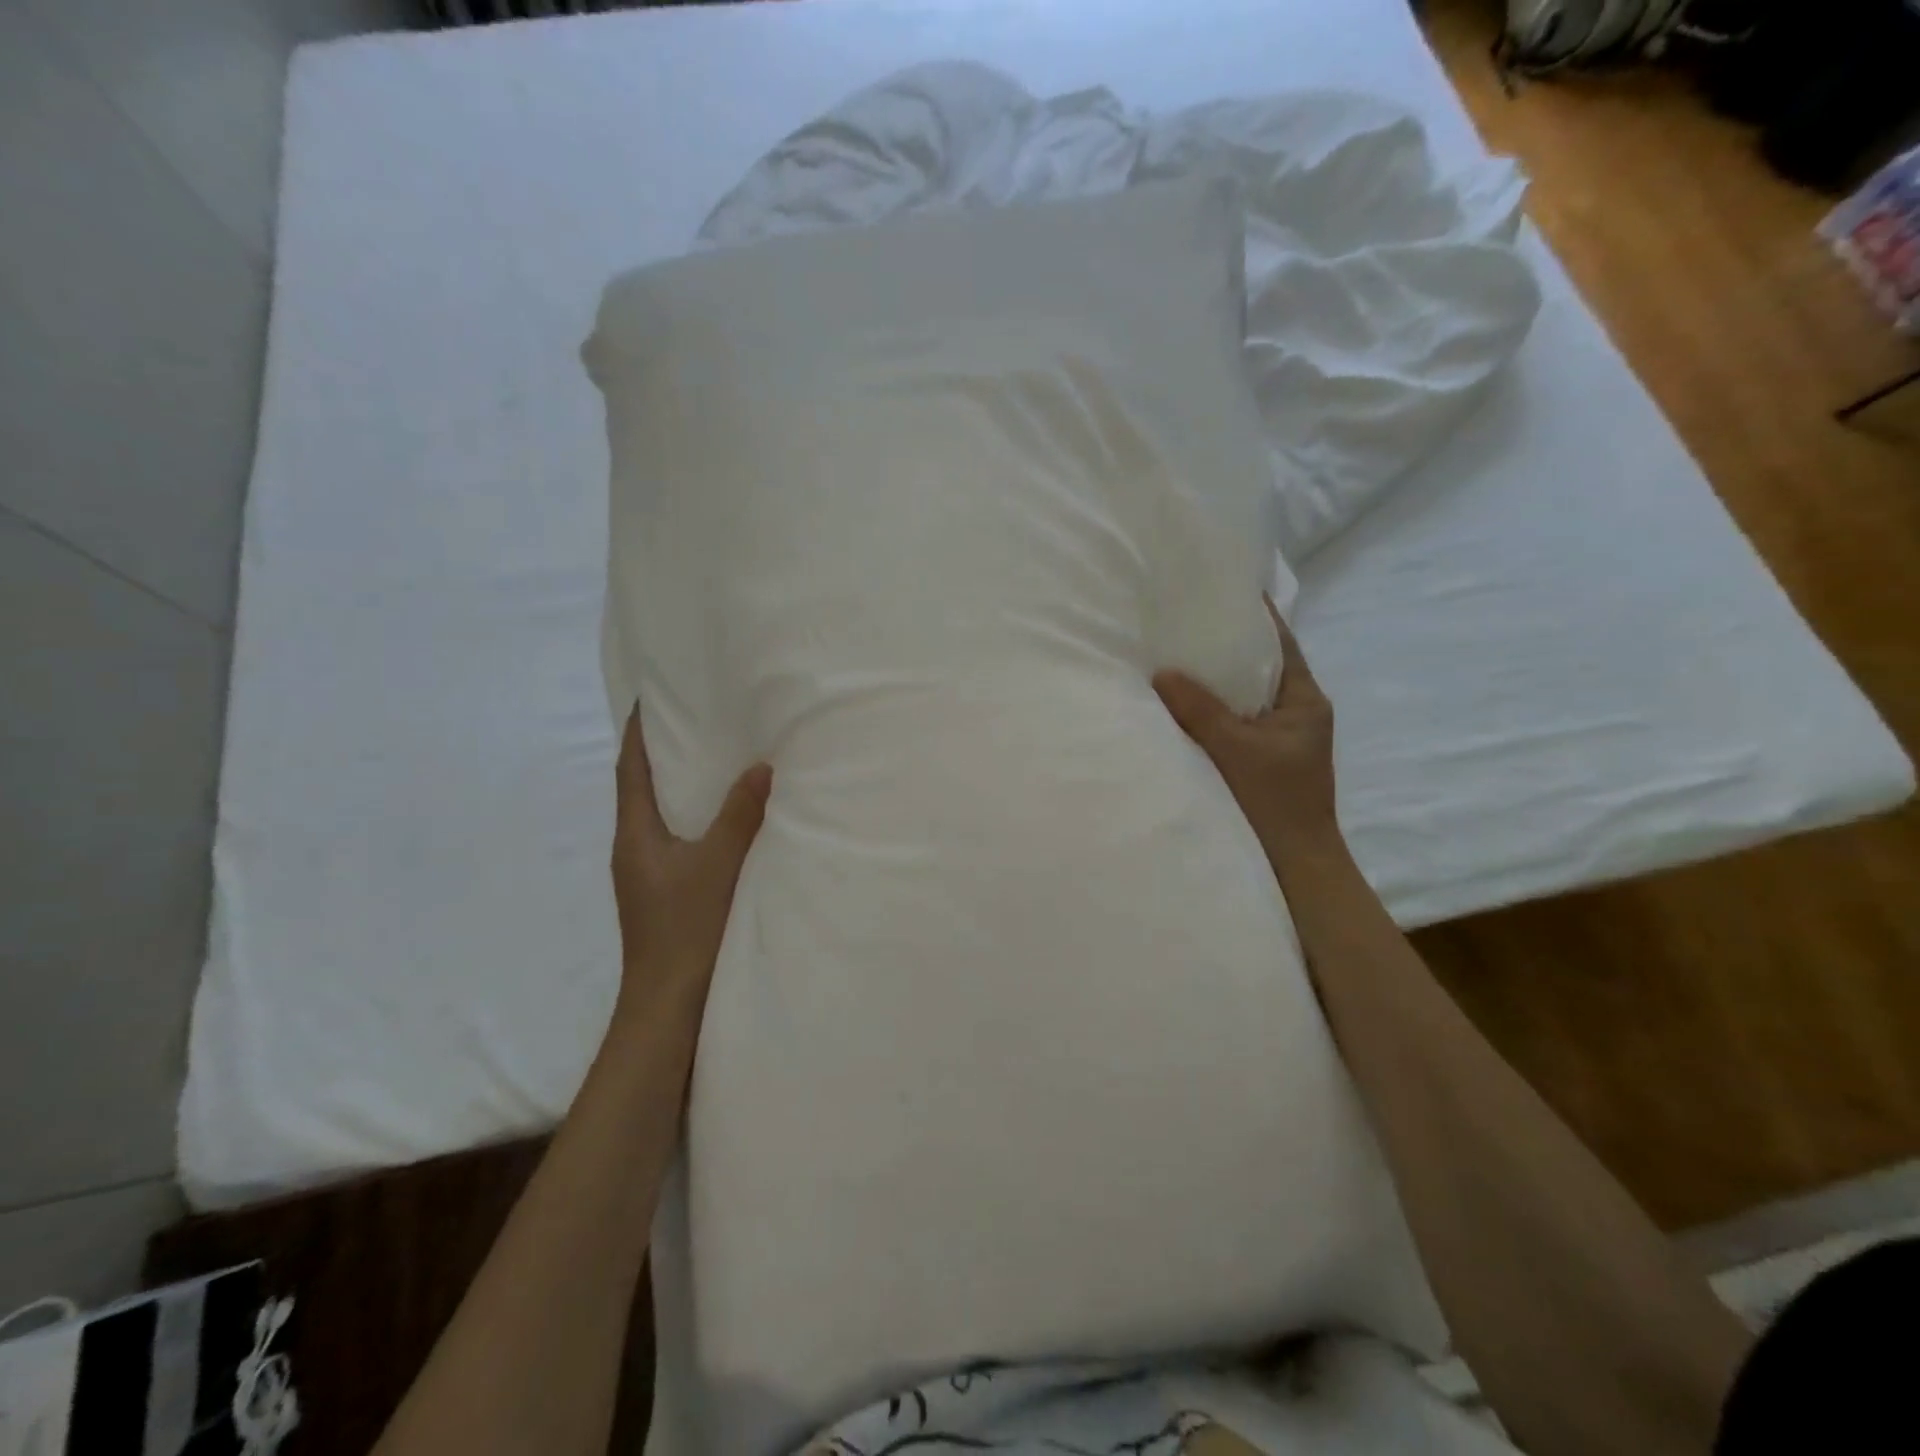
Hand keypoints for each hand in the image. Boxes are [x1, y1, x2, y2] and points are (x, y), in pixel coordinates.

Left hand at [610, 705, 771, 1020]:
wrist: (669, 1003)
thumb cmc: (687, 927)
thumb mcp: (719, 864)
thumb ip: (741, 815)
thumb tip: (761, 767)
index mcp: (634, 835)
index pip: (630, 770)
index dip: (637, 732)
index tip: (649, 697)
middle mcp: (633, 849)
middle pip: (641, 789)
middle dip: (662, 753)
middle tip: (693, 720)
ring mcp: (647, 874)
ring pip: (661, 816)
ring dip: (679, 786)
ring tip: (712, 760)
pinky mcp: (664, 893)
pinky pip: (677, 838)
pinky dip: (695, 817)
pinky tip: (723, 819)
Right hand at [1153, 597, 1340, 868]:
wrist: (1294, 866)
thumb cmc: (1275, 802)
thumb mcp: (1236, 749)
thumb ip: (1200, 709)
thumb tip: (1162, 672)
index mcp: (1306, 701)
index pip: (1281, 644)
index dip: (1255, 616)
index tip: (1221, 590)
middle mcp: (1296, 713)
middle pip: (1259, 668)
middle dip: (1226, 647)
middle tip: (1184, 622)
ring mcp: (1279, 739)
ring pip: (1244, 697)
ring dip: (1216, 681)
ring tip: (1175, 656)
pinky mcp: (1261, 761)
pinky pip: (1233, 723)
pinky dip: (1211, 711)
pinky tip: (1180, 705)